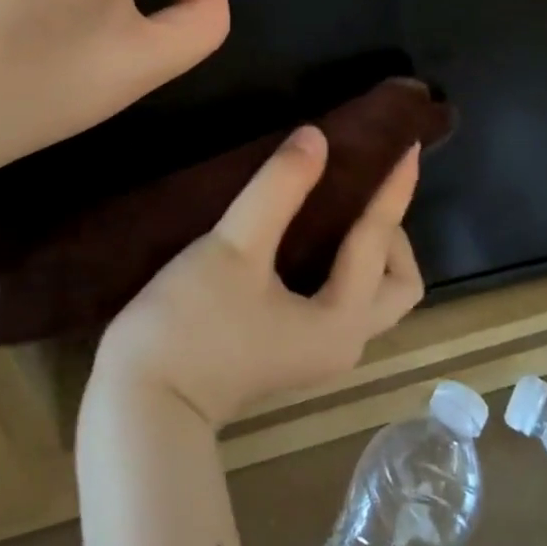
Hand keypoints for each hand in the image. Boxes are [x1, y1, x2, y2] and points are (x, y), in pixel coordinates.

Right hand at [90, 127, 425, 427]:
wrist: (139, 407)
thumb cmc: (191, 324)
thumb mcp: (235, 247)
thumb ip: (278, 189)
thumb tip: (316, 138)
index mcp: (342, 320)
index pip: (380, 242)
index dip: (393, 191)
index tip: (406, 146)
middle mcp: (342, 342)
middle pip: (396, 284)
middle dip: (390, 233)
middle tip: (362, 189)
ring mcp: (315, 352)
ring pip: (367, 295)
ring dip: (366, 250)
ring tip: (338, 202)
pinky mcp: (288, 351)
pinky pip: (337, 300)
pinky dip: (338, 265)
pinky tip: (304, 235)